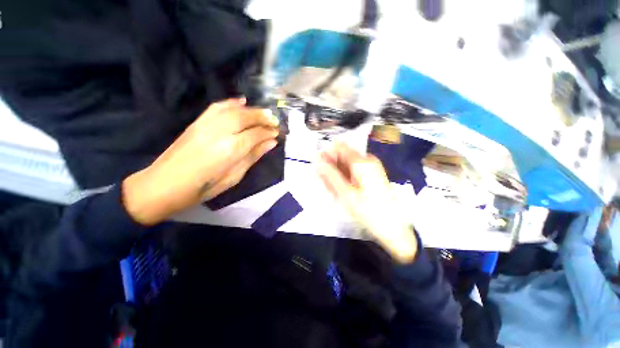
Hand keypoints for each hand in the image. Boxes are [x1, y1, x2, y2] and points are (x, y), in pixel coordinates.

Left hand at [122, 98, 279, 224]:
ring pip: (233, 109)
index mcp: (231, 149)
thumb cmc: (205, 187)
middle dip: (263, 117)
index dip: (269, 132)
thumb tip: (271, 143)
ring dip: (251, 109)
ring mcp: (207, 124)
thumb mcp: (235, 176)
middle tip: (274, 120)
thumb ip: (253, 156)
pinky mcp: (197, 122)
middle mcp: (220, 132)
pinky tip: (242, 102)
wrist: (166, 184)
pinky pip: (217, 107)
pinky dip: (231, 102)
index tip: (277, 133)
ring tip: (263, 113)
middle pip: (246, 117)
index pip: (256, 134)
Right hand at [317, 142, 417, 262]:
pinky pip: (354, 172)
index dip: (327, 154)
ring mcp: (371, 168)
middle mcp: (367, 161)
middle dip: (331, 167)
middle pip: (343, 157)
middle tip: (324, 180)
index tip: (318, 163)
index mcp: (362, 162)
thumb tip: (319, 161)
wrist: (391, 225)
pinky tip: (340, 189)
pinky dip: (345, 178)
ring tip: (332, 188)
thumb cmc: (368, 210)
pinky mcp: (371, 175)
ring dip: (337, 174)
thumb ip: (331, 174)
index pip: (340, 147)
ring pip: (347, 165)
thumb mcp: (345, 192)